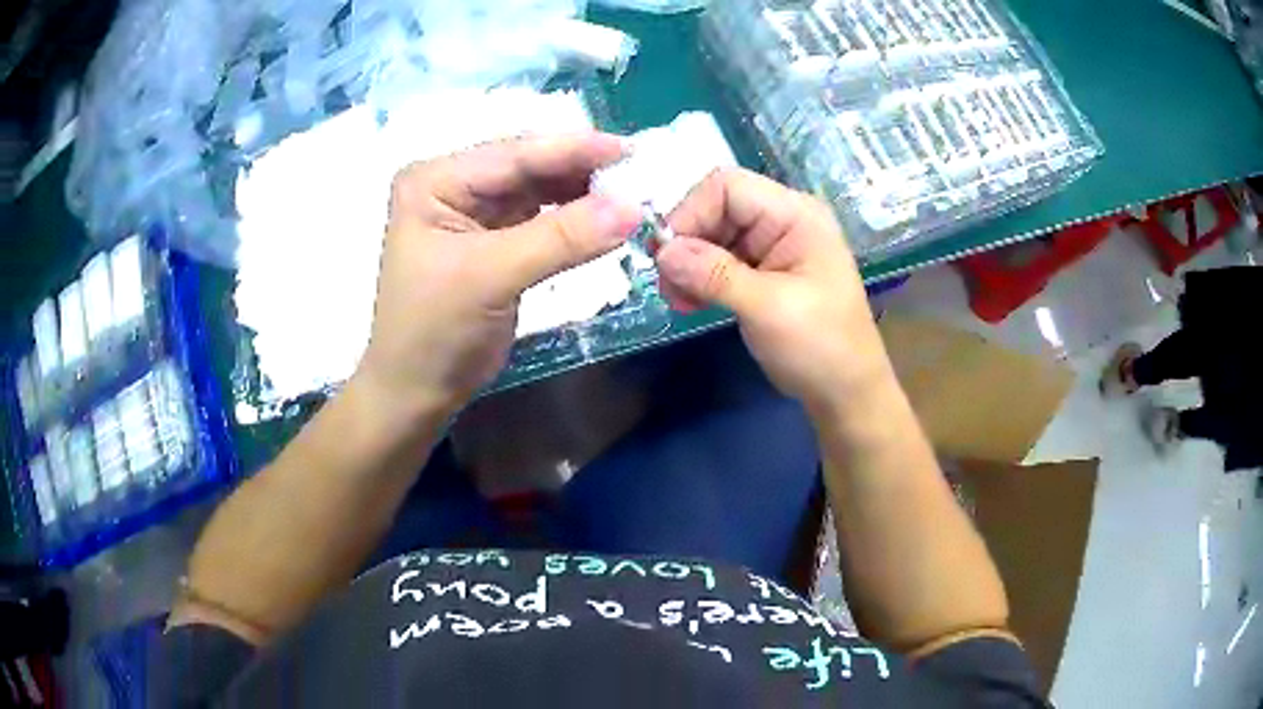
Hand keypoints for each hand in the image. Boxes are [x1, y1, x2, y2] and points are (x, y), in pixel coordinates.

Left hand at [354, 133, 641, 418]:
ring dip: (582, 193)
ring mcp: (473, 211)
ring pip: (539, 190)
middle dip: (581, 169)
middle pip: (527, 167)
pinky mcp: (495, 239)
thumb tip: (633, 207)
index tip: (630, 149)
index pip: (512, 155)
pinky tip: (605, 215)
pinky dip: (574, 219)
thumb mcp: (492, 277)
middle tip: (638, 171)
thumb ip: (562, 238)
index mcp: (435, 180)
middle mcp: (453, 185)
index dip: (573, 150)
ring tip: (631, 192)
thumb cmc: (435, 333)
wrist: (417, 392)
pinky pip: (542, 217)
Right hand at [655, 168, 887, 416]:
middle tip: (665, 285)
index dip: (691, 212)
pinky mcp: (762, 272)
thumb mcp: (767, 309)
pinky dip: (699, 279)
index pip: (728, 187)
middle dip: (686, 243)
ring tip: (676, 301)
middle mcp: (782, 221)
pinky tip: (688, 303)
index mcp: (795, 215)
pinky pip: (720, 262)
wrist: (846, 392)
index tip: (665, 254)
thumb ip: (714, 275)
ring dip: (688, 265)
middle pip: (717, 209)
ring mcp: (772, 247)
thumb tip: (662, 252)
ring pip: (713, 237)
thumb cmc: (820, 346)